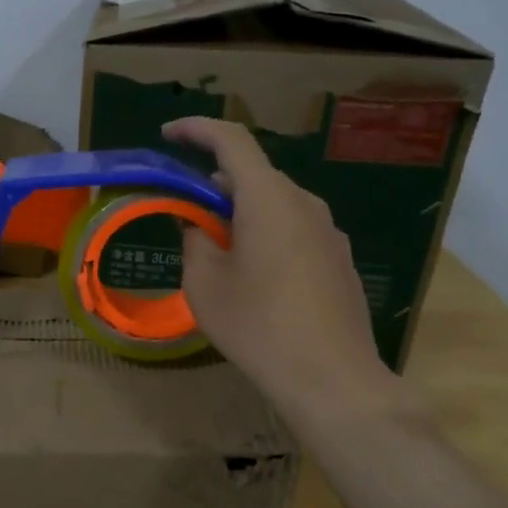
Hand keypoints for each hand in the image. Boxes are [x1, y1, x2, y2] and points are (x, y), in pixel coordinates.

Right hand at [165, 117, 410, 424]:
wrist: (331, 377)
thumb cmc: (258, 325)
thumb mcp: (205, 284)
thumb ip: (195, 241)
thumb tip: (196, 224)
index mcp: (268, 198)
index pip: (231, 140)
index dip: (197, 129)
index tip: (169, 134)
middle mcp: (304, 203)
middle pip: (254, 174)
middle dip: (215, 183)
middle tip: (185, 210)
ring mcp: (329, 231)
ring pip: (276, 203)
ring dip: (241, 211)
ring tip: (216, 247)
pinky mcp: (339, 258)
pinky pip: (295, 228)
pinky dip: (266, 232)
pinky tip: (254, 274)